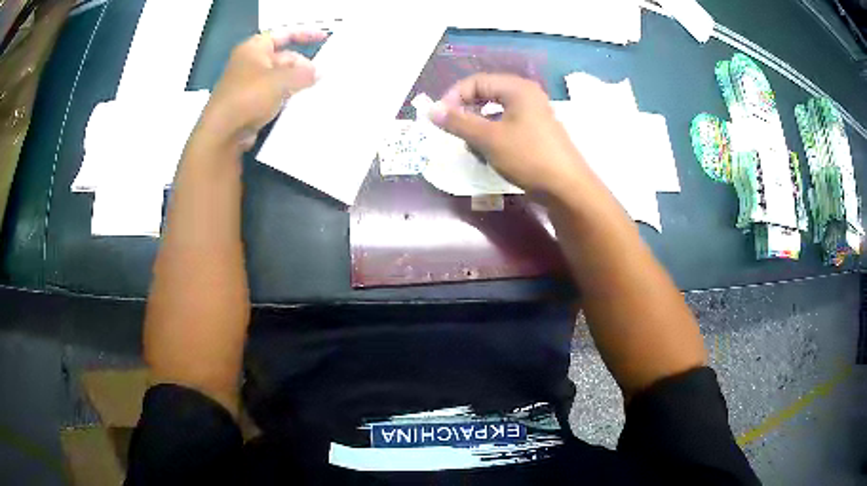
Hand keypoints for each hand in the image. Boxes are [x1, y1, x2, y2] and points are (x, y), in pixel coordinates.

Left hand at [198, 30, 325, 149]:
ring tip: (315, 91)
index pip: (284, 34)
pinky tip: (299, 105)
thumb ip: (304, 74)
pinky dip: (285, 98)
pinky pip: (272, 96)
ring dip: (295, 84)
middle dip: (302, 66)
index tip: (324, 38)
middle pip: (283, 58)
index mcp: (254, 49)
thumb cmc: (248, 97)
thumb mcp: (281, 81)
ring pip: (278, 79)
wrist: (222, 134)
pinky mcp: (248, 104)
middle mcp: (249, 63)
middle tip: (321, 77)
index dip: (304, 34)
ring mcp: (247, 84)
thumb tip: (320, 72)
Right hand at [429, 74, 584, 197]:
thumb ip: (458, 122)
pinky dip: (492, 135)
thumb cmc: (528, 157)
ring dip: (478, 126)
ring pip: (495, 111)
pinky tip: (488, 153)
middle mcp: (526, 95)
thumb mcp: (489, 139)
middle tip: (451, 129)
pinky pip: (506, 125)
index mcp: (517, 88)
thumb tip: (431, 110)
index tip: (439, 117)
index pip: (476, 81)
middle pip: (486, 94)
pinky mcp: (536, 131)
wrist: (567, 188)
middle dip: (466, 112)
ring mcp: (533, 114)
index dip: (453, 96)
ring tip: (470, 145)